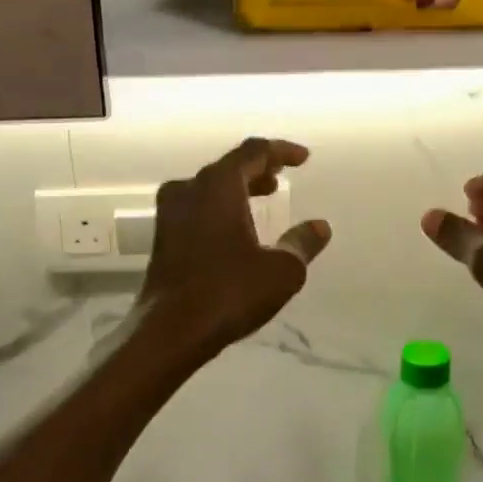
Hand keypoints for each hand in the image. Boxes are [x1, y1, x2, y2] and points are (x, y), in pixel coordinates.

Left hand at [137, 138, 331, 356]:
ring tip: (265, 197)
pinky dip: (221, 207)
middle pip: (228, 166)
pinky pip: (197, 207)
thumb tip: (320, 226)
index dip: (281, 151)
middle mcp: (189, 189)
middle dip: (259, 169)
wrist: (170, 331)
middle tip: (282, 177)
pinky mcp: (162, 238)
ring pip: (210, 187)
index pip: (253, 151)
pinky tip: (237, 228)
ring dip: (239, 188)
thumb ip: (302, 242)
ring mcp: (170, 214)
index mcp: (218, 186)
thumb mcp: (282, 270)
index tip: (303, 159)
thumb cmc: (229, 292)